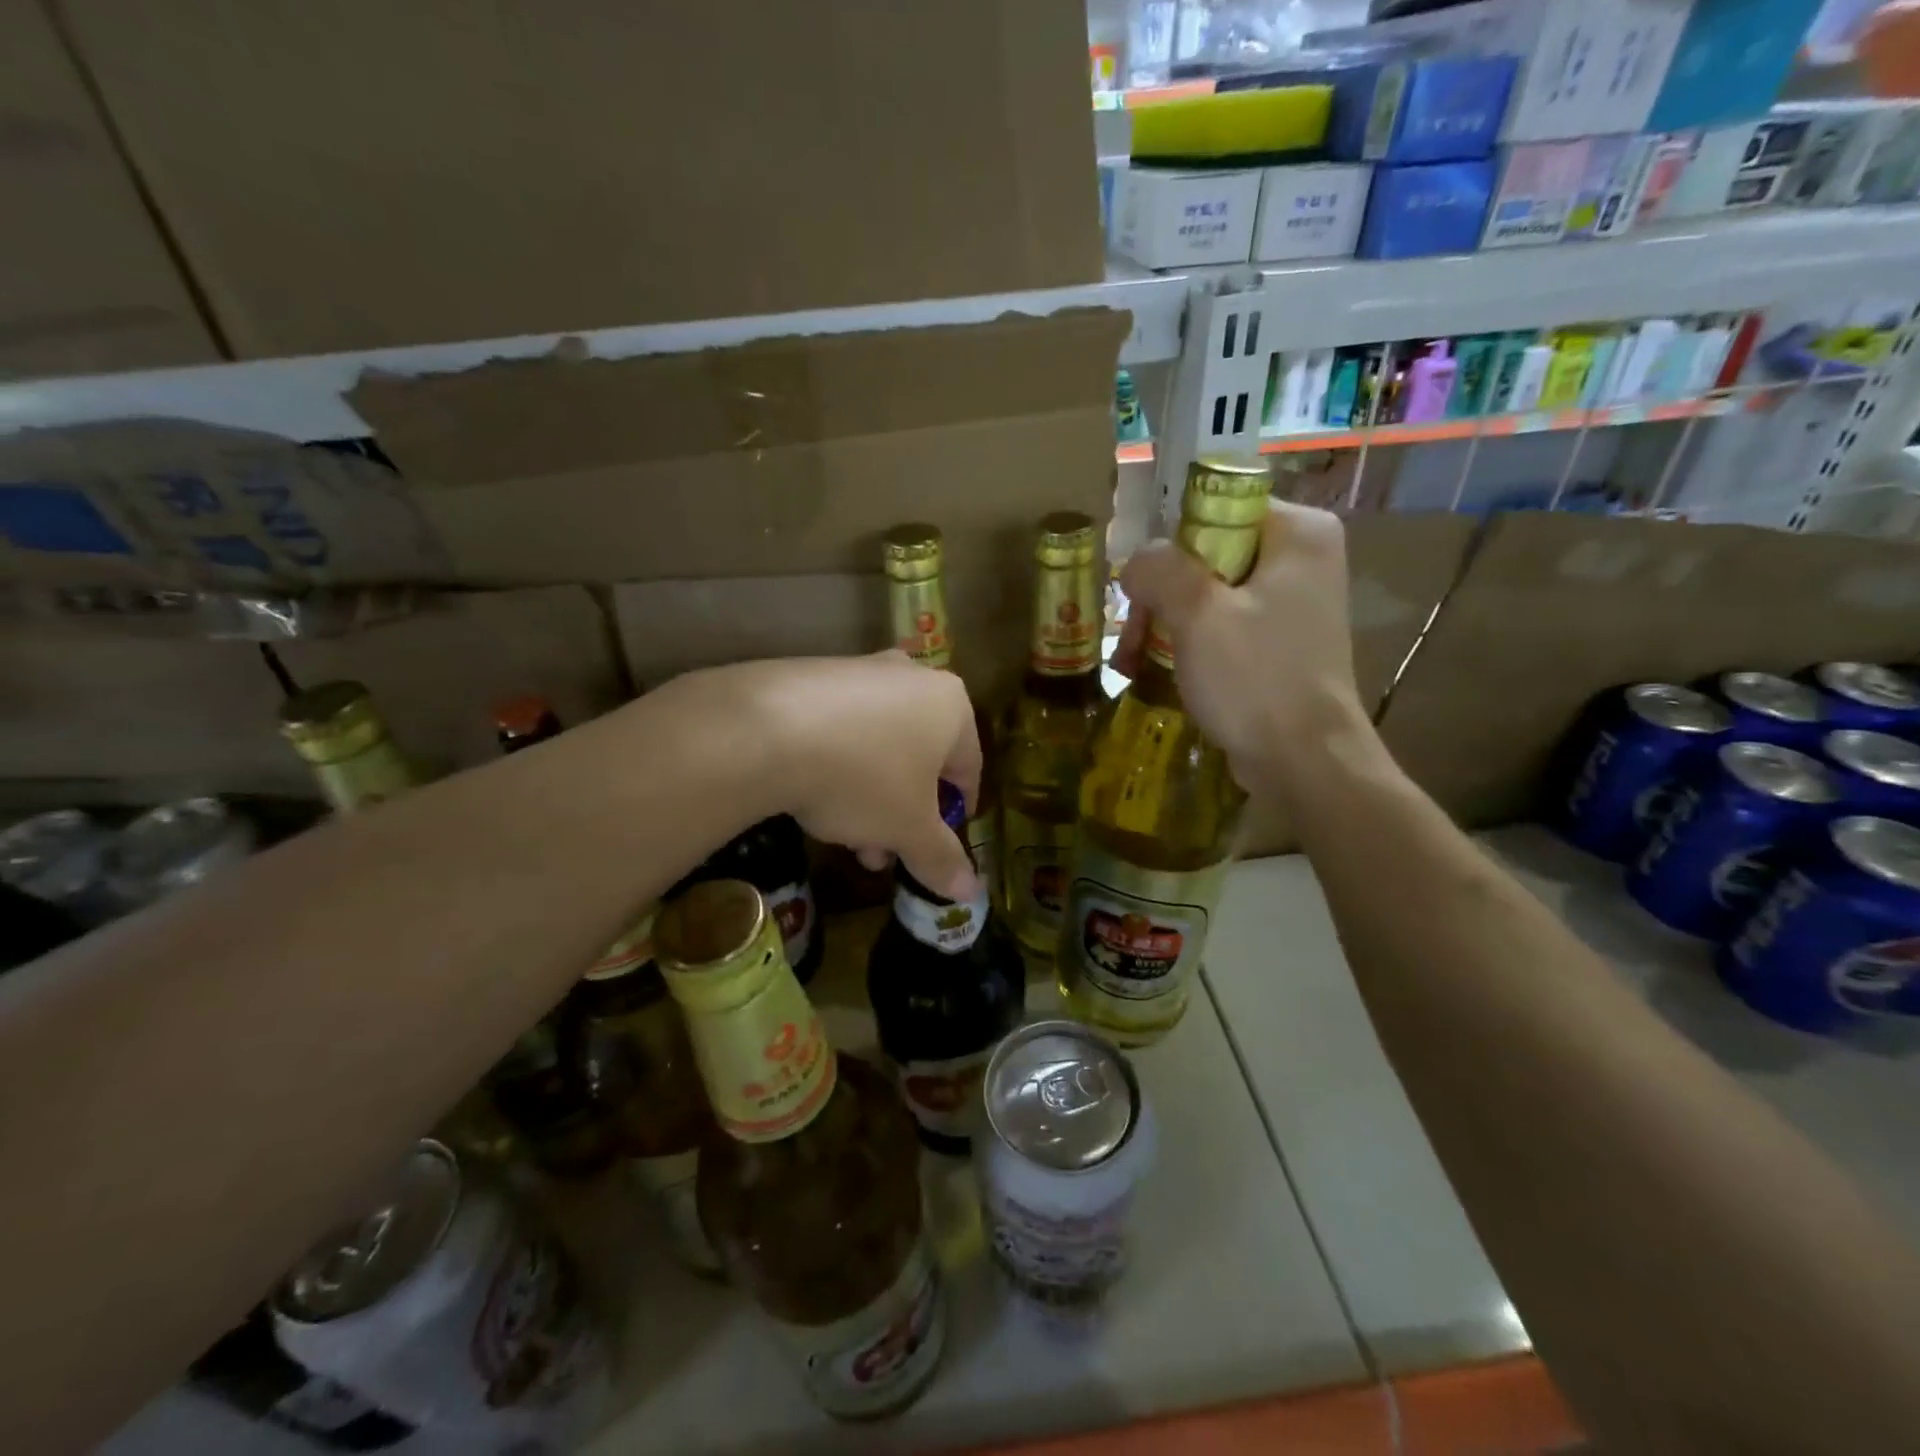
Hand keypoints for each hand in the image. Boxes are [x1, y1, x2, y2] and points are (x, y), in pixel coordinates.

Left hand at [727, 652, 981, 900]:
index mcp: (950, 705)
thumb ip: (941, 857)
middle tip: (884, 852)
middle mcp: (911, 677)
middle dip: (903, 812)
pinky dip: (836, 763)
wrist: (766, 730)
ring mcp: (859, 670)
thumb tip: (969, 891)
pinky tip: (812, 796)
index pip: (969, 766)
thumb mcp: (908, 829)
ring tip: (844, 837)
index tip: (941, 844)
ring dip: (870, 796)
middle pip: (919, 757)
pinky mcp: (811, 674)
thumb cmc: (863, 778)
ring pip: (878, 745)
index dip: (956, 811)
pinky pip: (839, 727)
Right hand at [1113, 500, 1366, 793]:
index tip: (1139, 583)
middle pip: (1206, 553)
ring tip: (1133, 661)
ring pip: (1207, 592)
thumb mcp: (1199, 615)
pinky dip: (1186, 643)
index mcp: (1298, 533)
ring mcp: (1290, 603)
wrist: (1304, 762)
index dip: (1169, 541)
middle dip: (1161, 595)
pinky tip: (1154, 670)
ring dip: (1163, 623)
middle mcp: (1300, 559)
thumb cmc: (1256, 679)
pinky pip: (1220, 625)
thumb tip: (1135, 560)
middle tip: (1133, 635)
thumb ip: (1160, 570)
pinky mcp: (1277, 641)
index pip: (1216, 507)